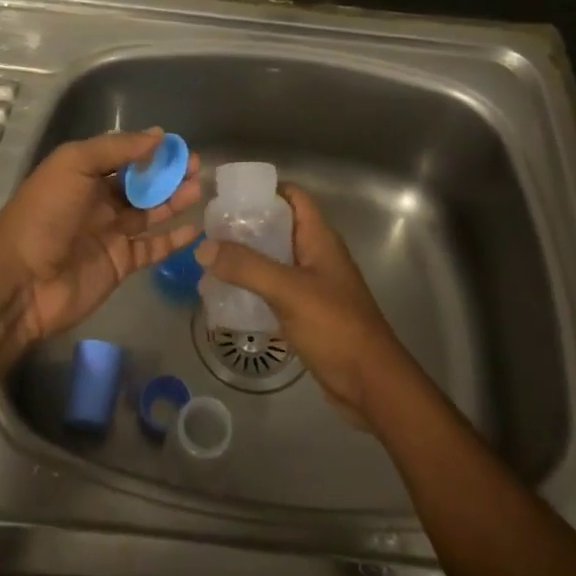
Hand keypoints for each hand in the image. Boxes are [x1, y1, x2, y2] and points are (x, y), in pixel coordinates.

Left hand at [0, 129, 201, 344]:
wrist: (21, 283)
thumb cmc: (44, 215)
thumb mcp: (73, 165)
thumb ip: (116, 148)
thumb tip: (159, 135)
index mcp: (82, 174)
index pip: (123, 155)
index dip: (150, 150)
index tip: (178, 145)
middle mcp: (98, 201)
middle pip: (140, 183)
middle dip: (168, 173)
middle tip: (197, 166)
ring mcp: (111, 233)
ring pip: (150, 212)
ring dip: (174, 200)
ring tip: (199, 189)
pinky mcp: (120, 263)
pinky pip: (153, 247)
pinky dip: (173, 238)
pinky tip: (195, 227)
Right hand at [194, 184, 412, 430]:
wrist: (371, 385)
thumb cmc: (335, 326)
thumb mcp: (288, 291)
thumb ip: (246, 267)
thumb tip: (204, 248)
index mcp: (320, 238)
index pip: (293, 196)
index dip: (264, 190)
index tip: (228, 196)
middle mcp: (318, 255)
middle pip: (279, 228)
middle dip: (247, 227)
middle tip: (209, 232)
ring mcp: (314, 285)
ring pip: (275, 261)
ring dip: (247, 260)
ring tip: (211, 263)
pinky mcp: (309, 313)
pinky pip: (276, 291)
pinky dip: (254, 290)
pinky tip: (228, 298)